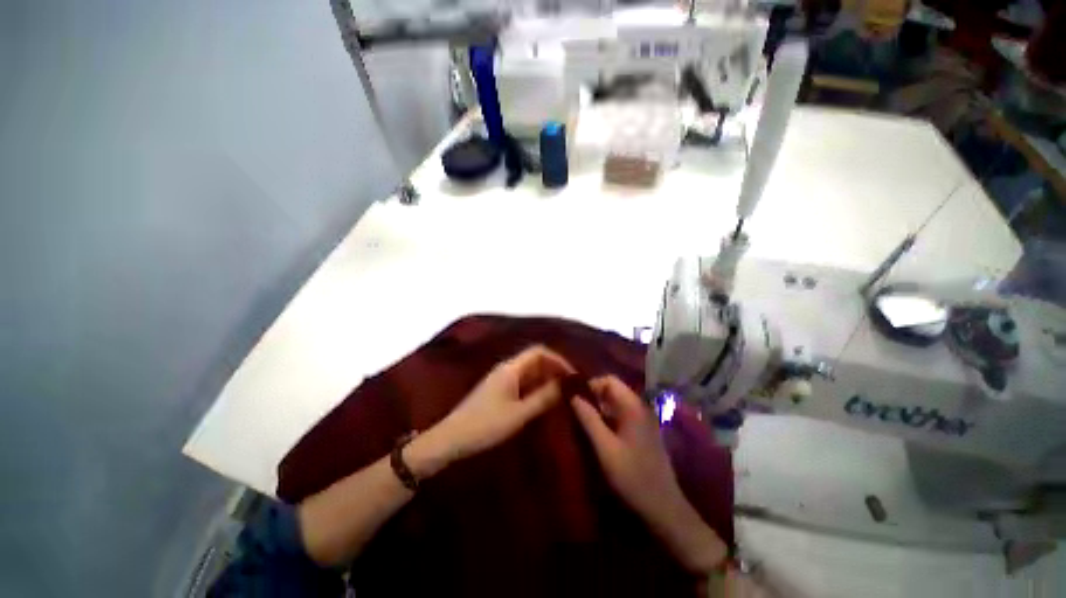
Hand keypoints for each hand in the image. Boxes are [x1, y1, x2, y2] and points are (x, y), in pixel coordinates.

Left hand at [409, 346, 574, 477]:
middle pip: (535, 360)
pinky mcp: (498, 391)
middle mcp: (507, 368)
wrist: (451, 439)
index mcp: (511, 368)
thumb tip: (568, 384)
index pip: (539, 351)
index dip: (558, 360)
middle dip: (554, 370)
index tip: (573, 376)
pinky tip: (543, 401)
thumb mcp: (519, 413)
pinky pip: (522, 383)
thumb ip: (544, 397)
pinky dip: (535, 388)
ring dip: (546, 380)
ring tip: (561, 395)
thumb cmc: (485, 425)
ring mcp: (501, 379)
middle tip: (571, 388)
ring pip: (529, 372)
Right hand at [571, 376, 725, 572]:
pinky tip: (598, 432)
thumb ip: (588, 419)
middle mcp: (640, 407)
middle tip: (576, 409)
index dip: (591, 385)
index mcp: (633, 406)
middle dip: (593, 396)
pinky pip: (622, 415)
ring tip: (583, 420)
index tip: (575, 398)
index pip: (609, 380)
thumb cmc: (632, 476)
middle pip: (613, 389)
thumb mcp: (605, 448)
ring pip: (616, 403)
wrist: (663, 507)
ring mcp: (644, 420)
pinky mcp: (643, 432)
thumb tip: (573, 395)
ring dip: (599, 407)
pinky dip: (608, 417)